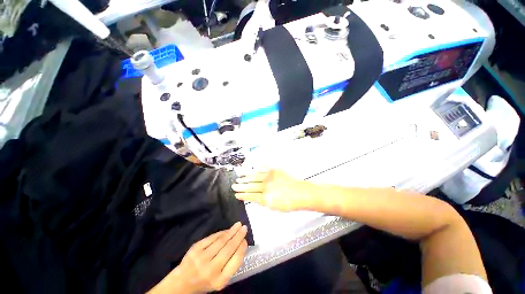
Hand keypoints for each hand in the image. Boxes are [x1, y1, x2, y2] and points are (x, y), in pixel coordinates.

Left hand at [149, 222, 247, 293]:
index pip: (235, 260)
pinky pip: (212, 238)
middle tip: (244, 228)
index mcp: (220, 280)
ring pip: (221, 241)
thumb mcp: (220, 280)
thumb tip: (240, 244)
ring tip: (238, 225)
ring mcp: (202, 258)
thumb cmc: (205, 282)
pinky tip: (227, 230)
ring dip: (231, 231)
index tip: (245, 240)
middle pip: (229, 248)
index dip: (242, 248)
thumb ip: (231, 265)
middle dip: (238, 236)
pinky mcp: (195, 249)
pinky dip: (221, 233)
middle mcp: (211, 270)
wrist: (182, 283)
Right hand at [232, 169, 313, 211]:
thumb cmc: (290, 202)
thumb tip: (256, 198)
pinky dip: (255, 170)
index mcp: (265, 198)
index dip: (242, 195)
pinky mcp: (274, 171)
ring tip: (239, 178)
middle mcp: (265, 187)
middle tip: (234, 185)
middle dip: (240, 186)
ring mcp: (269, 177)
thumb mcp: (275, 207)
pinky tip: (251, 170)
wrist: (300, 193)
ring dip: (245, 178)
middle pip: (250, 186)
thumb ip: (263, 202)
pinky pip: (262, 169)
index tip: (236, 194)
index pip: (250, 196)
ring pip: (254, 177)